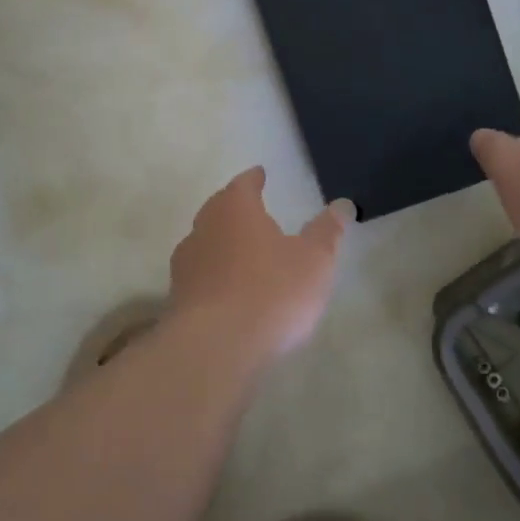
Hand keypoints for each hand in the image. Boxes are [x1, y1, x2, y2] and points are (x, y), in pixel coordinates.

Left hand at [167, 167, 350, 361]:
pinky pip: (200, 275)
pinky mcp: (178, 296)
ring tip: (242, 253)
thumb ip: (326, 232)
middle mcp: (204, 227)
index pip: (244, 184)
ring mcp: (186, 263)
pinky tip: (227, 290)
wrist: (215, 346)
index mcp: (235, 209)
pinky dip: (214, 275)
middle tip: (252, 212)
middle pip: (219, 209)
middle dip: (235, 209)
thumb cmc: (271, 292)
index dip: (254, 179)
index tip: (260, 174)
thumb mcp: (313, 261)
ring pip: (205, 242)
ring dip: (222, 244)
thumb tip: (341, 204)